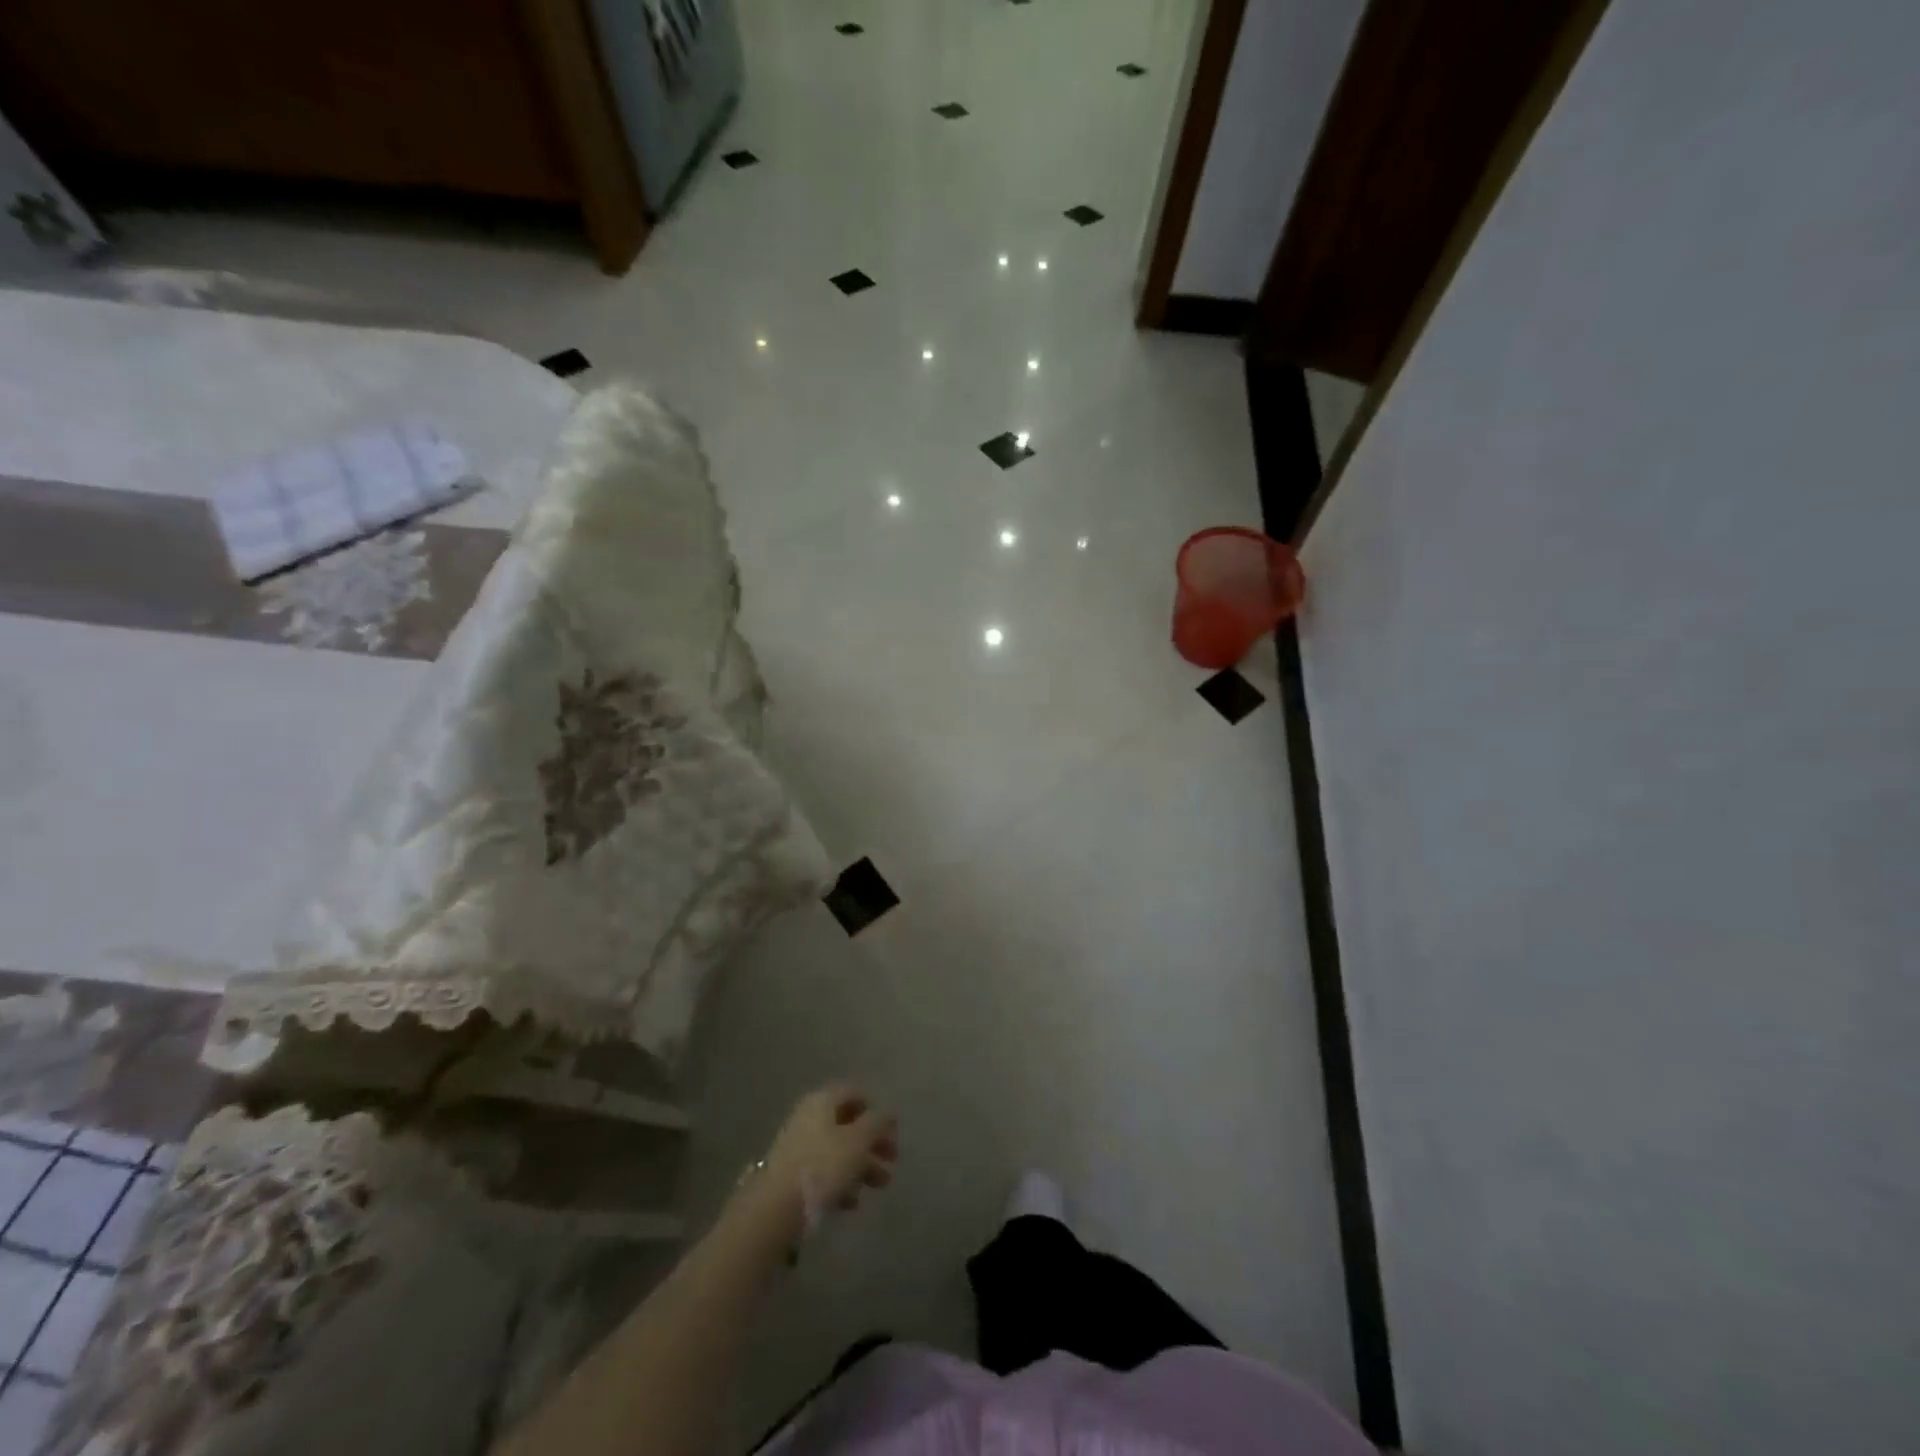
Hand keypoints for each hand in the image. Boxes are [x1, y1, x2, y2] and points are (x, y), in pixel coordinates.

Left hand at [735, 1084, 897, 1245]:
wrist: (776, 1208)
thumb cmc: (823, 1165)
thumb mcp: (859, 1140)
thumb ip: (877, 1122)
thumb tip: (888, 1112)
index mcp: (823, 1100)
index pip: (855, 1094)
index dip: (876, 1110)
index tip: (892, 1133)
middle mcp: (809, 1116)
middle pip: (848, 1123)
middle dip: (873, 1143)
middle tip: (892, 1161)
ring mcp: (798, 1145)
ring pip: (838, 1149)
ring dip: (862, 1165)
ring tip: (879, 1186)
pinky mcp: (792, 1174)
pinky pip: (823, 1170)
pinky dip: (841, 1182)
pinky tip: (852, 1203)